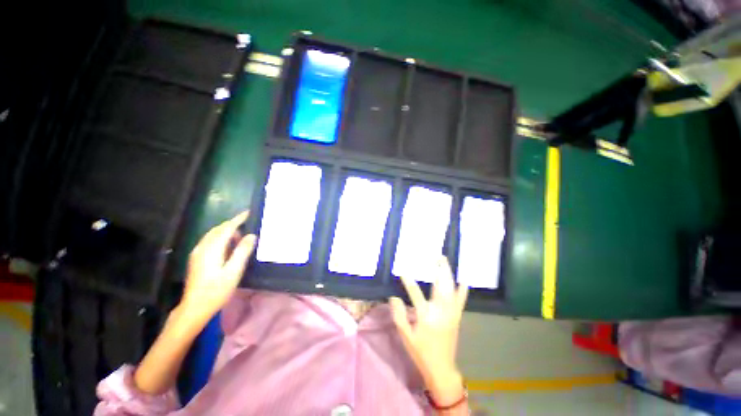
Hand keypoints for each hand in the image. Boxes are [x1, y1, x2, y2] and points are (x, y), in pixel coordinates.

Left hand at [180, 211, 256, 322]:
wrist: (194, 308)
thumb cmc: (216, 290)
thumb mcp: (233, 271)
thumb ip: (242, 252)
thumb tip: (252, 236)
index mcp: (212, 249)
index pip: (226, 228)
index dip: (238, 219)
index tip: (248, 213)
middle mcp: (202, 248)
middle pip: (218, 230)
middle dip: (232, 225)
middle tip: (247, 227)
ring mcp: (197, 253)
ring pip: (213, 235)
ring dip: (227, 232)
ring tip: (240, 239)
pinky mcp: (196, 259)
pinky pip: (210, 241)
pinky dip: (221, 238)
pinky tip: (228, 248)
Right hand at [390, 256, 467, 406]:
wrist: (441, 368)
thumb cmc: (421, 351)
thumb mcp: (405, 335)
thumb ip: (399, 315)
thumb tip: (394, 297)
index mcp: (426, 316)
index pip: (415, 294)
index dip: (408, 281)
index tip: (403, 271)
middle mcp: (440, 312)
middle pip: (440, 286)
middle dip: (439, 270)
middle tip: (437, 257)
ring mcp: (451, 314)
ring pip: (451, 290)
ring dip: (449, 275)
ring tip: (445, 263)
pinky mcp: (457, 317)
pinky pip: (461, 301)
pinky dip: (462, 291)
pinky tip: (464, 281)